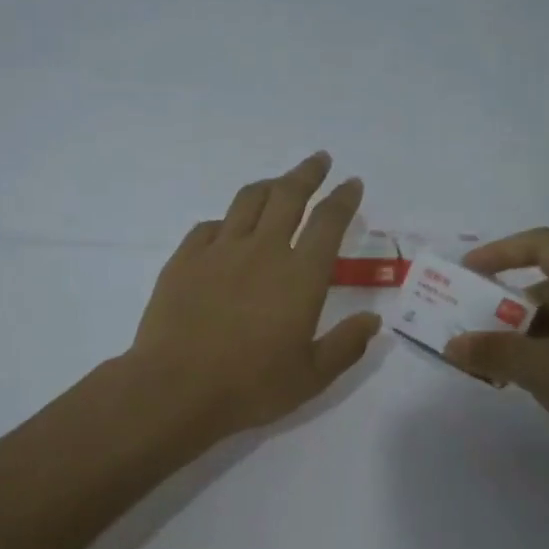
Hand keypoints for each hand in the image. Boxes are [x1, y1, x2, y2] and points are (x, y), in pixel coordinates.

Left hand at [128, 152, 381, 440]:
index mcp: (300, 276)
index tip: (352, 184)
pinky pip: (210, 225)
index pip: (329, 222)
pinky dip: (227, 220)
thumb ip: (346, 345)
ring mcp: (220, 250)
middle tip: (319, 160)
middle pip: (289, 195)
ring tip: (279, 183)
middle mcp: (263, 250)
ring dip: (269, 185)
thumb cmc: (250, 386)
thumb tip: (373, 320)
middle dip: (308, 173)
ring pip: (248, 200)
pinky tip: (228, 228)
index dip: (344, 198)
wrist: (176, 388)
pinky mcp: (185, 258)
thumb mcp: (311, 377)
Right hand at [443, 228, 548, 486]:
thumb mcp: (539, 367)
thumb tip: (453, 345)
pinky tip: (523, 381)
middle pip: (544, 284)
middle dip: (504, 302)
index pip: (539, 244)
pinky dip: (542, 354)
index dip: (500, 251)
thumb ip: (493, 352)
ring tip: (488, 359)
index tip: (467, 271)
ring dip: (520, 333)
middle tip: (470, 323)